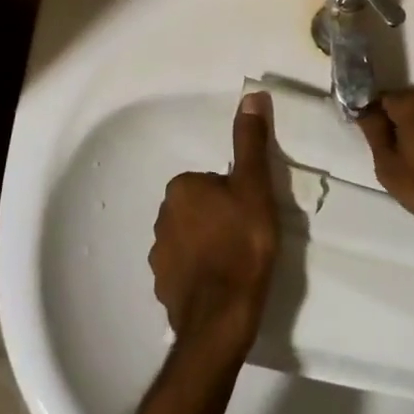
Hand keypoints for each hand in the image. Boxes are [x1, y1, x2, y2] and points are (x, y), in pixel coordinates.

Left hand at [149, 91, 279, 353]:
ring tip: (238, 263)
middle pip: (201, 208)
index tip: (252, 214)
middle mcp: (162, 216)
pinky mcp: (163, 288)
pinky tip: (223, 285)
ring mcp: (159, 256)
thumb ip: (250, 141)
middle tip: (248, 237)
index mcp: (181, 188)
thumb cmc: (242, 244)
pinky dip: (202, 274)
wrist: (222, 318)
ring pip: (192, 239)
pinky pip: (186, 270)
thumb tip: (252, 95)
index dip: (236, 195)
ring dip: (210, 246)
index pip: (212, 181)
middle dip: (221, 218)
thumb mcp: (254, 186)